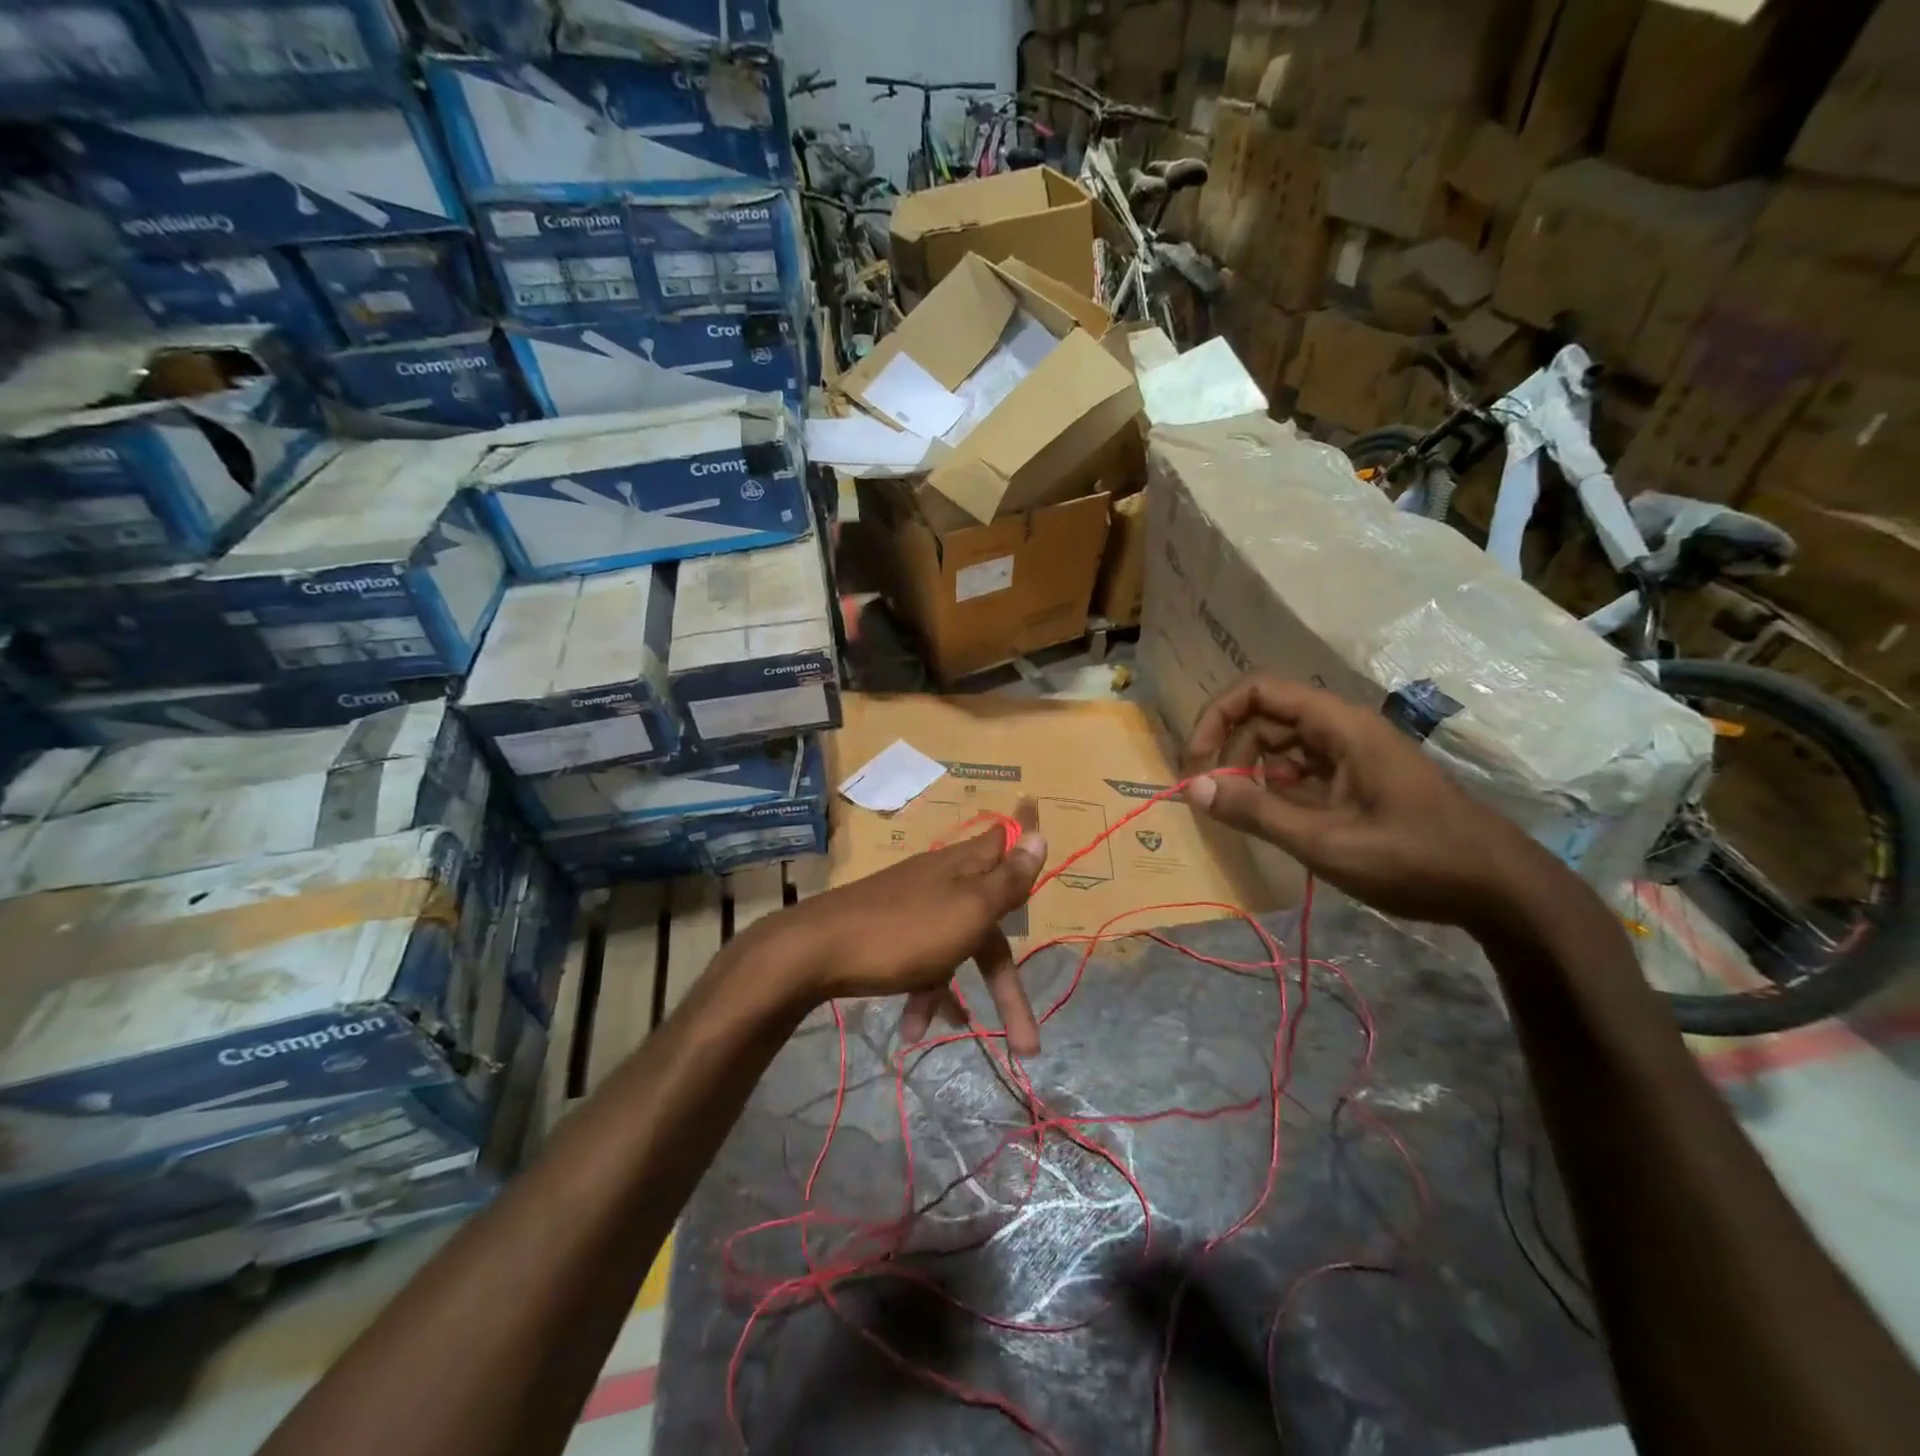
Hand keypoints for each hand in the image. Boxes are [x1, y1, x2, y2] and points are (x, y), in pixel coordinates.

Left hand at [756, 803, 1048, 1053]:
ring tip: (961, 1039)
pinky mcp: (888, 933)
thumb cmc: (904, 931)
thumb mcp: (968, 909)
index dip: (1022, 836)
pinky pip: (919, 962)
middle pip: (989, 924)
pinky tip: (913, 1029)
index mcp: (964, 869)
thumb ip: (1006, 880)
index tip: (1036, 812)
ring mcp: (912, 908)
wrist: (816, 952)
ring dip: (959, 994)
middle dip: (1006, 983)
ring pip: (953, 949)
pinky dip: (923, 993)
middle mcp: (942, 882)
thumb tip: (1041, 835)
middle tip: (1028, 1040)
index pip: (1002, 843)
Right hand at [1183, 675, 1553, 929]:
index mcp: (1339, 726)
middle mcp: (1343, 729)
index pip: (1258, 691)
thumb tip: (1193, 787)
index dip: (1217, 717)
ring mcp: (1354, 754)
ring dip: (1255, 774)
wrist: (1500, 889)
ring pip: (1282, 746)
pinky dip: (1280, 790)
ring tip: (1249, 817)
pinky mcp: (1360, 779)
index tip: (1196, 763)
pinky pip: (1304, 771)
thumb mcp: (1326, 841)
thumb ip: (1256, 812)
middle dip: (1232, 752)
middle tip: (1216, 800)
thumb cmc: (1414, 859)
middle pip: (1266, 719)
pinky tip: (1281, 823)